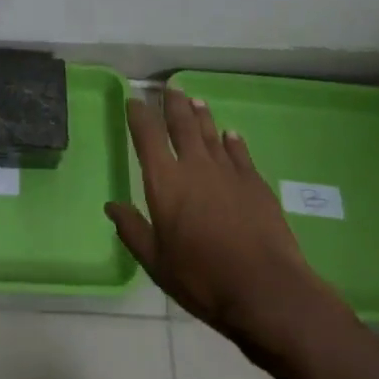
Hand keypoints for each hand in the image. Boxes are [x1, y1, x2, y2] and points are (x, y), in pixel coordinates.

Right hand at [107, 88, 346, 353]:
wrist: (266, 289)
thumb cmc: (203, 279)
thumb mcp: (157, 263)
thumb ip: (133, 231)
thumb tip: (111, 206)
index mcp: (165, 181)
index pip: (147, 135)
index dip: (138, 114)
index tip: (133, 101)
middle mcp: (194, 165)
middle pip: (181, 124)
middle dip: (173, 104)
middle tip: (170, 88)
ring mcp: (227, 171)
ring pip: (210, 133)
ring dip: (201, 115)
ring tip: (196, 101)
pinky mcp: (254, 182)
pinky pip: (239, 152)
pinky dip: (232, 141)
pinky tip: (231, 135)